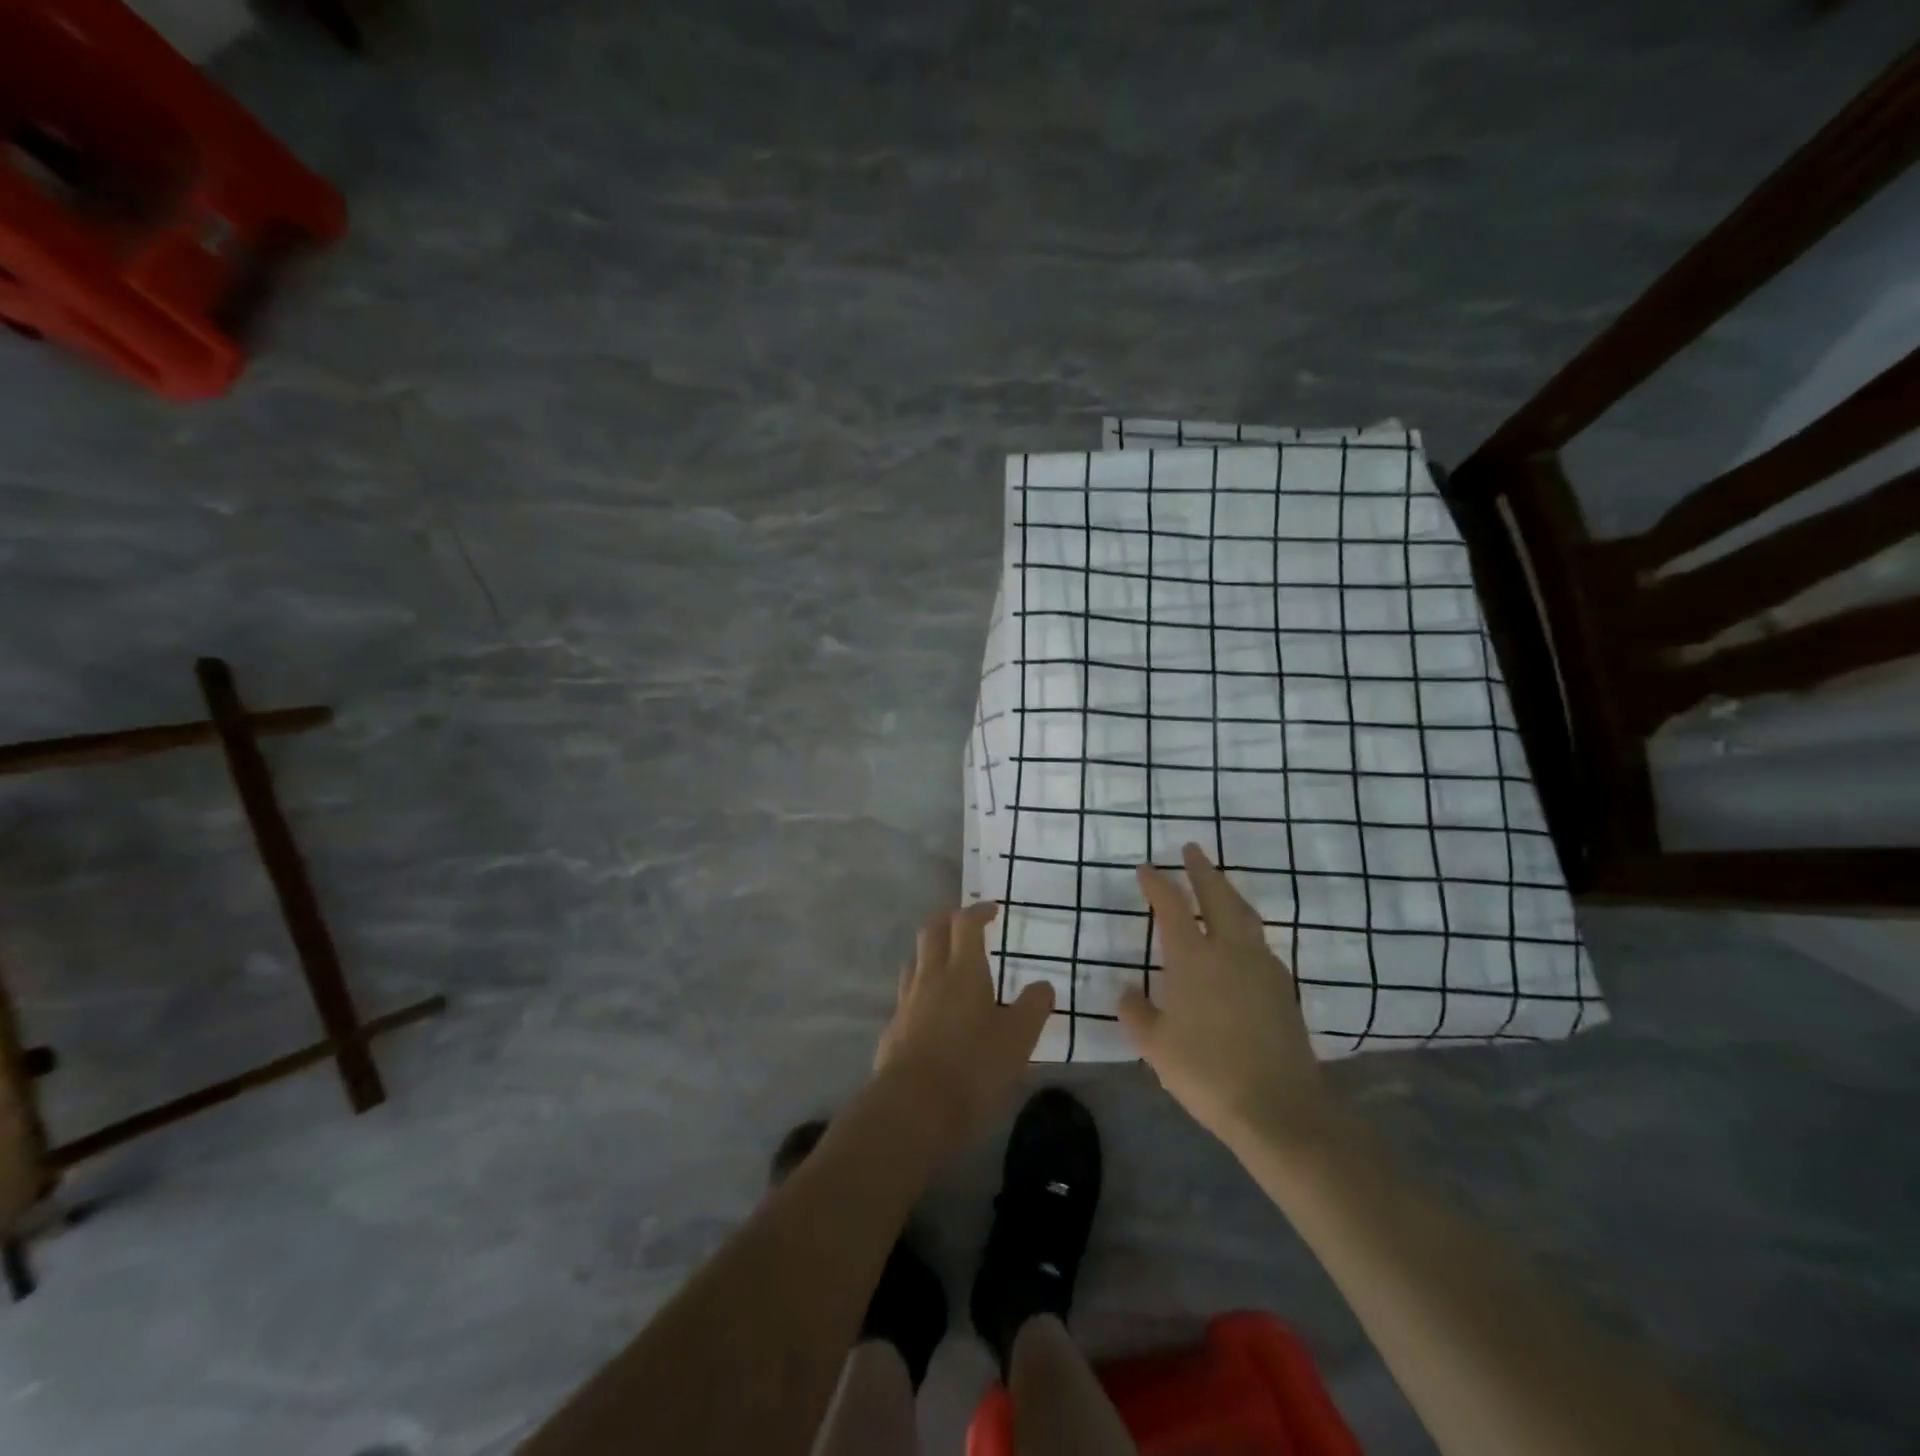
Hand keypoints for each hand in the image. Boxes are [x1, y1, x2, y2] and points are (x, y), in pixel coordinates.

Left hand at [874, 902, 1054, 1149]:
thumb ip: (1034, 1007)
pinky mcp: (892, 1029)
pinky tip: (930, 1011)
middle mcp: (930, 976)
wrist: (912, 1108)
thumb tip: (1044, 984)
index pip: (965, 924)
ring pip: (914, 961)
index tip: (991, 910)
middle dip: (947, 920)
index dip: (978, 911)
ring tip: (947, 963)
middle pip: (931, 931)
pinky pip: (906, 996)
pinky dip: (920, 990)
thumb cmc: (973, 1067)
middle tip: (963, 923)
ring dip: (930, 953)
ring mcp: (906, 1002)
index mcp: (963, 970)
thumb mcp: (1018, 1039)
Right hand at [1120, 844, 1330, 1151]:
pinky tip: (1241, 942)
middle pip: (1217, 896)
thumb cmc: (1207, 1072)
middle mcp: (1229, 950)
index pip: (1171, 906)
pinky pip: (1260, 943)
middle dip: (1202, 870)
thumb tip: (1127, 991)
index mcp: (1193, 958)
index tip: (1146, 869)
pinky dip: (1245, 927)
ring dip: (1228, 893)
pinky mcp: (1283, 988)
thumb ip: (1136, 1013)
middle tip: (1191, 849)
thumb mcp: (1156, 1046)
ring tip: (1218, 886)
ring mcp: (1262, 967)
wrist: (1279, 1108)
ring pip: (1245, 915)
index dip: (1157, 884)